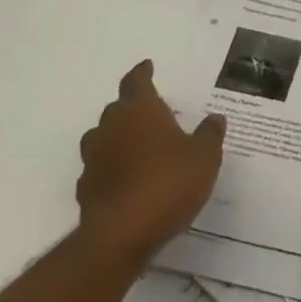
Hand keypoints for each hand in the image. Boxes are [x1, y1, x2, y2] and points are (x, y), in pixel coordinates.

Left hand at [76, 59, 224, 265]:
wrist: (121, 235)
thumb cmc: (169, 184)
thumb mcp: (205, 157)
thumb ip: (210, 135)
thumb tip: (215, 118)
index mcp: (140, 110)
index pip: (137, 81)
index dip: (142, 73)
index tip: (147, 66)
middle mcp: (111, 127)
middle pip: (118, 108)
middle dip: (132, 107)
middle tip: (152, 112)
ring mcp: (94, 158)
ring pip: (103, 137)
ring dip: (118, 137)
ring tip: (139, 146)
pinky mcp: (86, 188)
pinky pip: (100, 168)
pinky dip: (112, 167)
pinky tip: (127, 180)